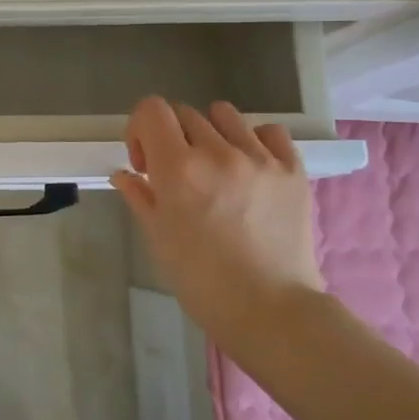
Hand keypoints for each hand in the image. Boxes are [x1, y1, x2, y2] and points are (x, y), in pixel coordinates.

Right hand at [111, 97, 322, 350]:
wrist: (269, 310)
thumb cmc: (201, 280)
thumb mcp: (157, 237)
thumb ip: (139, 196)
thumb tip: (125, 174)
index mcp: (178, 168)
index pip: (151, 109)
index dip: (140, 128)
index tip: (145, 162)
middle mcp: (218, 152)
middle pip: (184, 114)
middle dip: (172, 138)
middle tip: (178, 174)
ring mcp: (259, 158)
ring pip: (224, 115)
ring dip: (211, 134)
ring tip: (217, 167)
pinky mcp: (293, 169)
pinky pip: (270, 131)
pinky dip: (255, 140)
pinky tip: (250, 167)